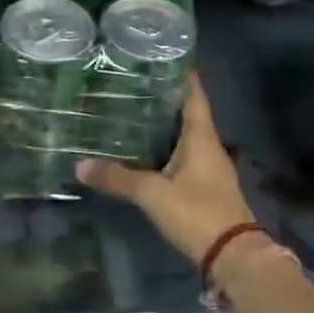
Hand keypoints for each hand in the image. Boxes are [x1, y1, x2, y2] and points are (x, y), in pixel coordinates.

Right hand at [75, 74, 254, 265]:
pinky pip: (185, 158)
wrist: (234, 257)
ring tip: (134, 114)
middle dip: (165, 99)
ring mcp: (210, 169)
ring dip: (166, 126)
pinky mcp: (206, 188)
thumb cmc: (197, 213)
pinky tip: (147, 153)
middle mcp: (209, 147)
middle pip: (188, 114)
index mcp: (202, 137)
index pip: (194, 96)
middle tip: (135, 84)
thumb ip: (118, 178)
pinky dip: (167, 150)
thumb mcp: (153, 194)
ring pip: (186, 138)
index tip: (164, 56)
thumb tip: (79, 164)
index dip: (182, 75)